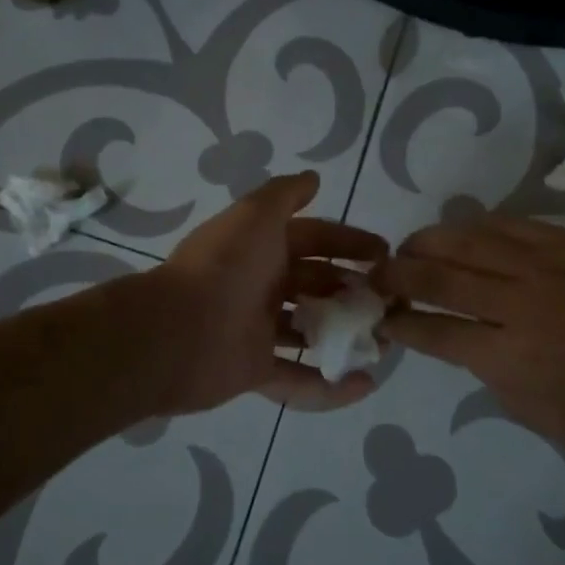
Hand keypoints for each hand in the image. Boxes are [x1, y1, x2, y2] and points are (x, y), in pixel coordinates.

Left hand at [139, 172, 387, 415]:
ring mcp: (257, 330)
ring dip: (346, 335)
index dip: (348, 242)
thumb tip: (313, 177)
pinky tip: (366, 385)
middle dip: (352, 289)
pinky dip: (330, 387)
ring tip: (385, 341)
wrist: (174, 332)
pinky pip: (299, 380)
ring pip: (311, 331)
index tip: (385, 253)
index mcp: (261, 248)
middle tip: (390, 300)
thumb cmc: (224, 266)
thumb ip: (285, 194)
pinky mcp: (255, 371)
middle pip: (316, 284)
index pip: (314, 239)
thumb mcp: (255, 215)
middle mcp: (261, 285)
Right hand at [375, 215, 564, 452]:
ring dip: (426, 243)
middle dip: (395, 275)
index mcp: (512, 358)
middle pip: (435, 275)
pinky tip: (463, 233)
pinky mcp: (564, 239)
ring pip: (463, 239)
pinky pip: (503, 224)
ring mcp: (540, 262)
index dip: (400, 324)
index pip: (434, 332)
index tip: (382, 319)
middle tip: (376, 277)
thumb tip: (481, 359)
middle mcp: (515, 302)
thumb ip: (509, 393)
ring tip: (409, 249)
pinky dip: (472, 227)